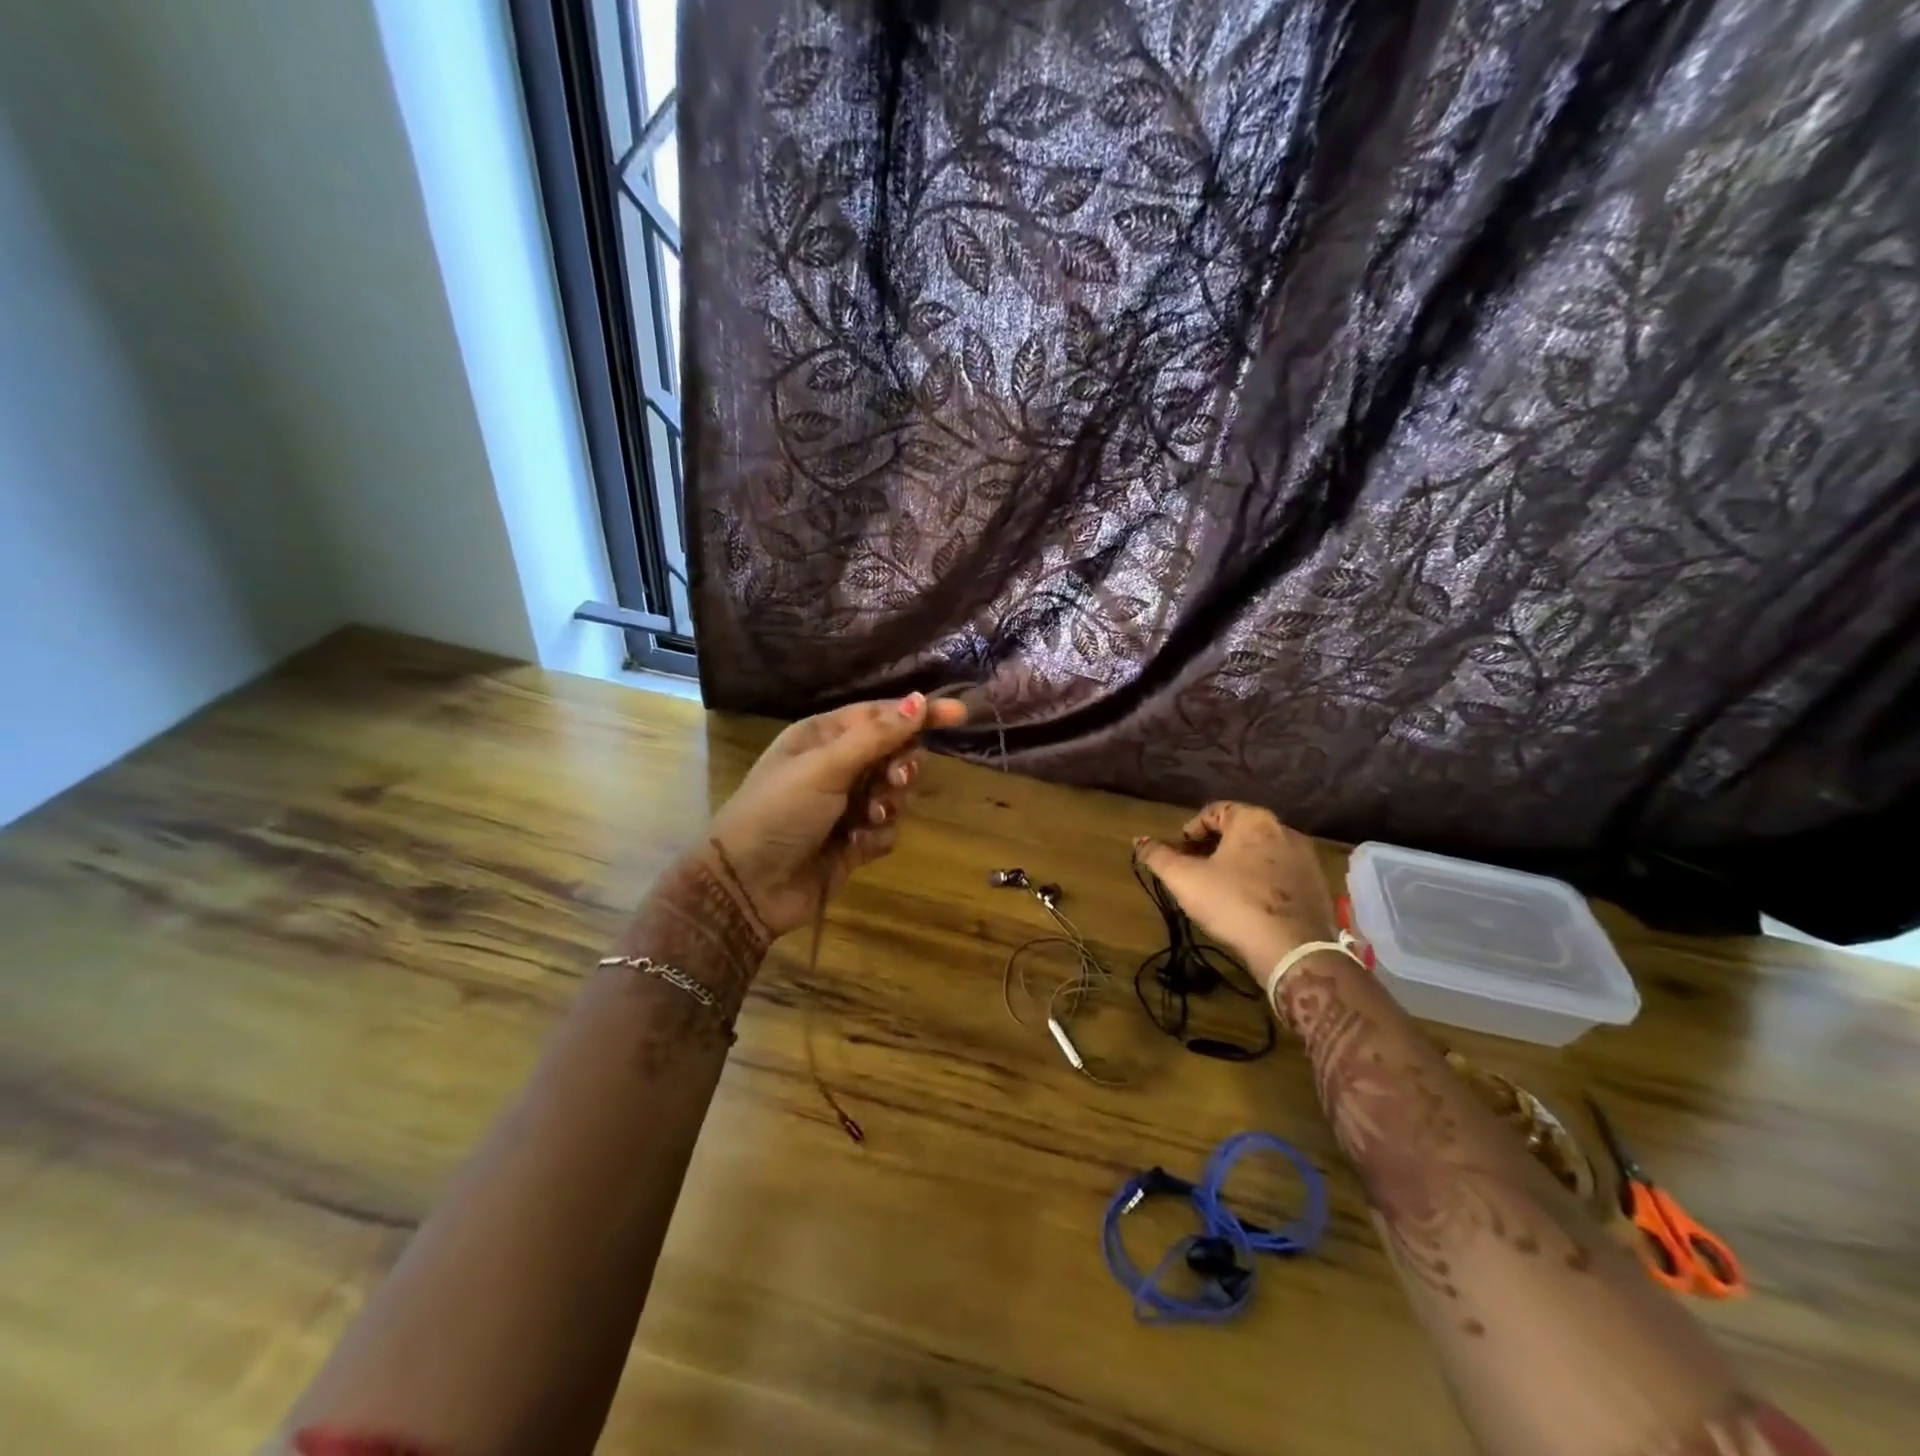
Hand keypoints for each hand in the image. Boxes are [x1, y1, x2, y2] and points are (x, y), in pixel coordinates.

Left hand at [704, 692, 966, 936]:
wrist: (748, 885)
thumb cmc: (780, 811)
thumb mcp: (826, 766)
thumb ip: (877, 736)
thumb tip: (920, 700)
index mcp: (824, 736)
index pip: (882, 715)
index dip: (920, 714)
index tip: (960, 715)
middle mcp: (837, 766)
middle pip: (895, 753)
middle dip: (902, 766)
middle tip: (895, 780)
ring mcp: (846, 805)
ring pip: (896, 793)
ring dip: (889, 803)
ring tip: (868, 816)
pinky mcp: (854, 841)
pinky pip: (887, 829)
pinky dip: (877, 835)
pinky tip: (855, 845)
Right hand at [1134, 802, 1339, 986]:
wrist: (1293, 948)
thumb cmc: (1233, 903)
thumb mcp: (1185, 880)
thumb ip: (1158, 857)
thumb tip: (1138, 840)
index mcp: (1252, 820)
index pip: (1215, 811)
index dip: (1192, 829)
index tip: (1181, 851)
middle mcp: (1284, 829)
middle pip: (1240, 830)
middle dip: (1215, 847)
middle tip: (1197, 870)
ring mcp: (1305, 857)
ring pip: (1262, 851)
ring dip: (1240, 863)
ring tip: (1222, 887)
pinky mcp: (1317, 884)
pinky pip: (1281, 872)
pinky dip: (1263, 879)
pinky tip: (1250, 903)